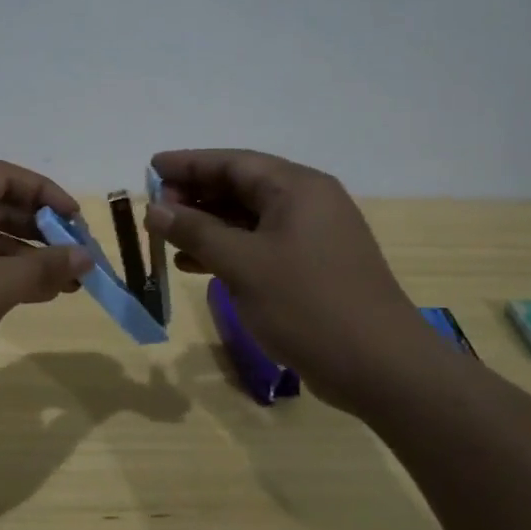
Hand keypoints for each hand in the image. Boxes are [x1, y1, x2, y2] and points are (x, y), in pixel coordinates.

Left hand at [0, 161, 93, 404]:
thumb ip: (42, 269)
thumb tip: (86, 257)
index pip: (4, 177)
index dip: (45, 192)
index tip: (76, 220)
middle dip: (40, 230)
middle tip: (76, 255)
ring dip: (24, 258)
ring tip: (65, 283)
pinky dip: (0, 276)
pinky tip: (31, 295)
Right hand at [145, 149, 435, 404]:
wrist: (379, 367)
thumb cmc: (308, 304)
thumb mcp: (243, 265)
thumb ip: (196, 232)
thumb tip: (155, 209)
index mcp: (297, 188)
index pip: (233, 162)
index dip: (189, 163)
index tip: (151, 166)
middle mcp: (308, 203)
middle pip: (242, 186)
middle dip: (196, 195)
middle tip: (155, 208)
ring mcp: (312, 237)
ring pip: (249, 218)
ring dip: (207, 225)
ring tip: (167, 236)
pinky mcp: (312, 267)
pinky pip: (260, 245)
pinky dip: (228, 250)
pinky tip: (195, 265)